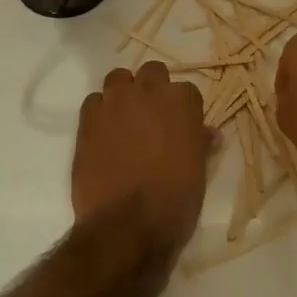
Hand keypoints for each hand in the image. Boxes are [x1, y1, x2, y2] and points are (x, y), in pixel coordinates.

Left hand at [73, 62, 210, 244]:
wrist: (127, 225)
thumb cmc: (174, 201)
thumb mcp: (198, 173)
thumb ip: (200, 144)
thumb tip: (208, 133)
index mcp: (182, 103)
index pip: (187, 91)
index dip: (183, 110)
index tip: (180, 127)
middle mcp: (149, 92)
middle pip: (152, 72)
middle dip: (153, 89)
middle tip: (152, 118)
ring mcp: (115, 102)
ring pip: (119, 78)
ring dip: (124, 93)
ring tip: (124, 119)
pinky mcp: (88, 118)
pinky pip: (94, 101)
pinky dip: (100, 112)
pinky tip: (103, 133)